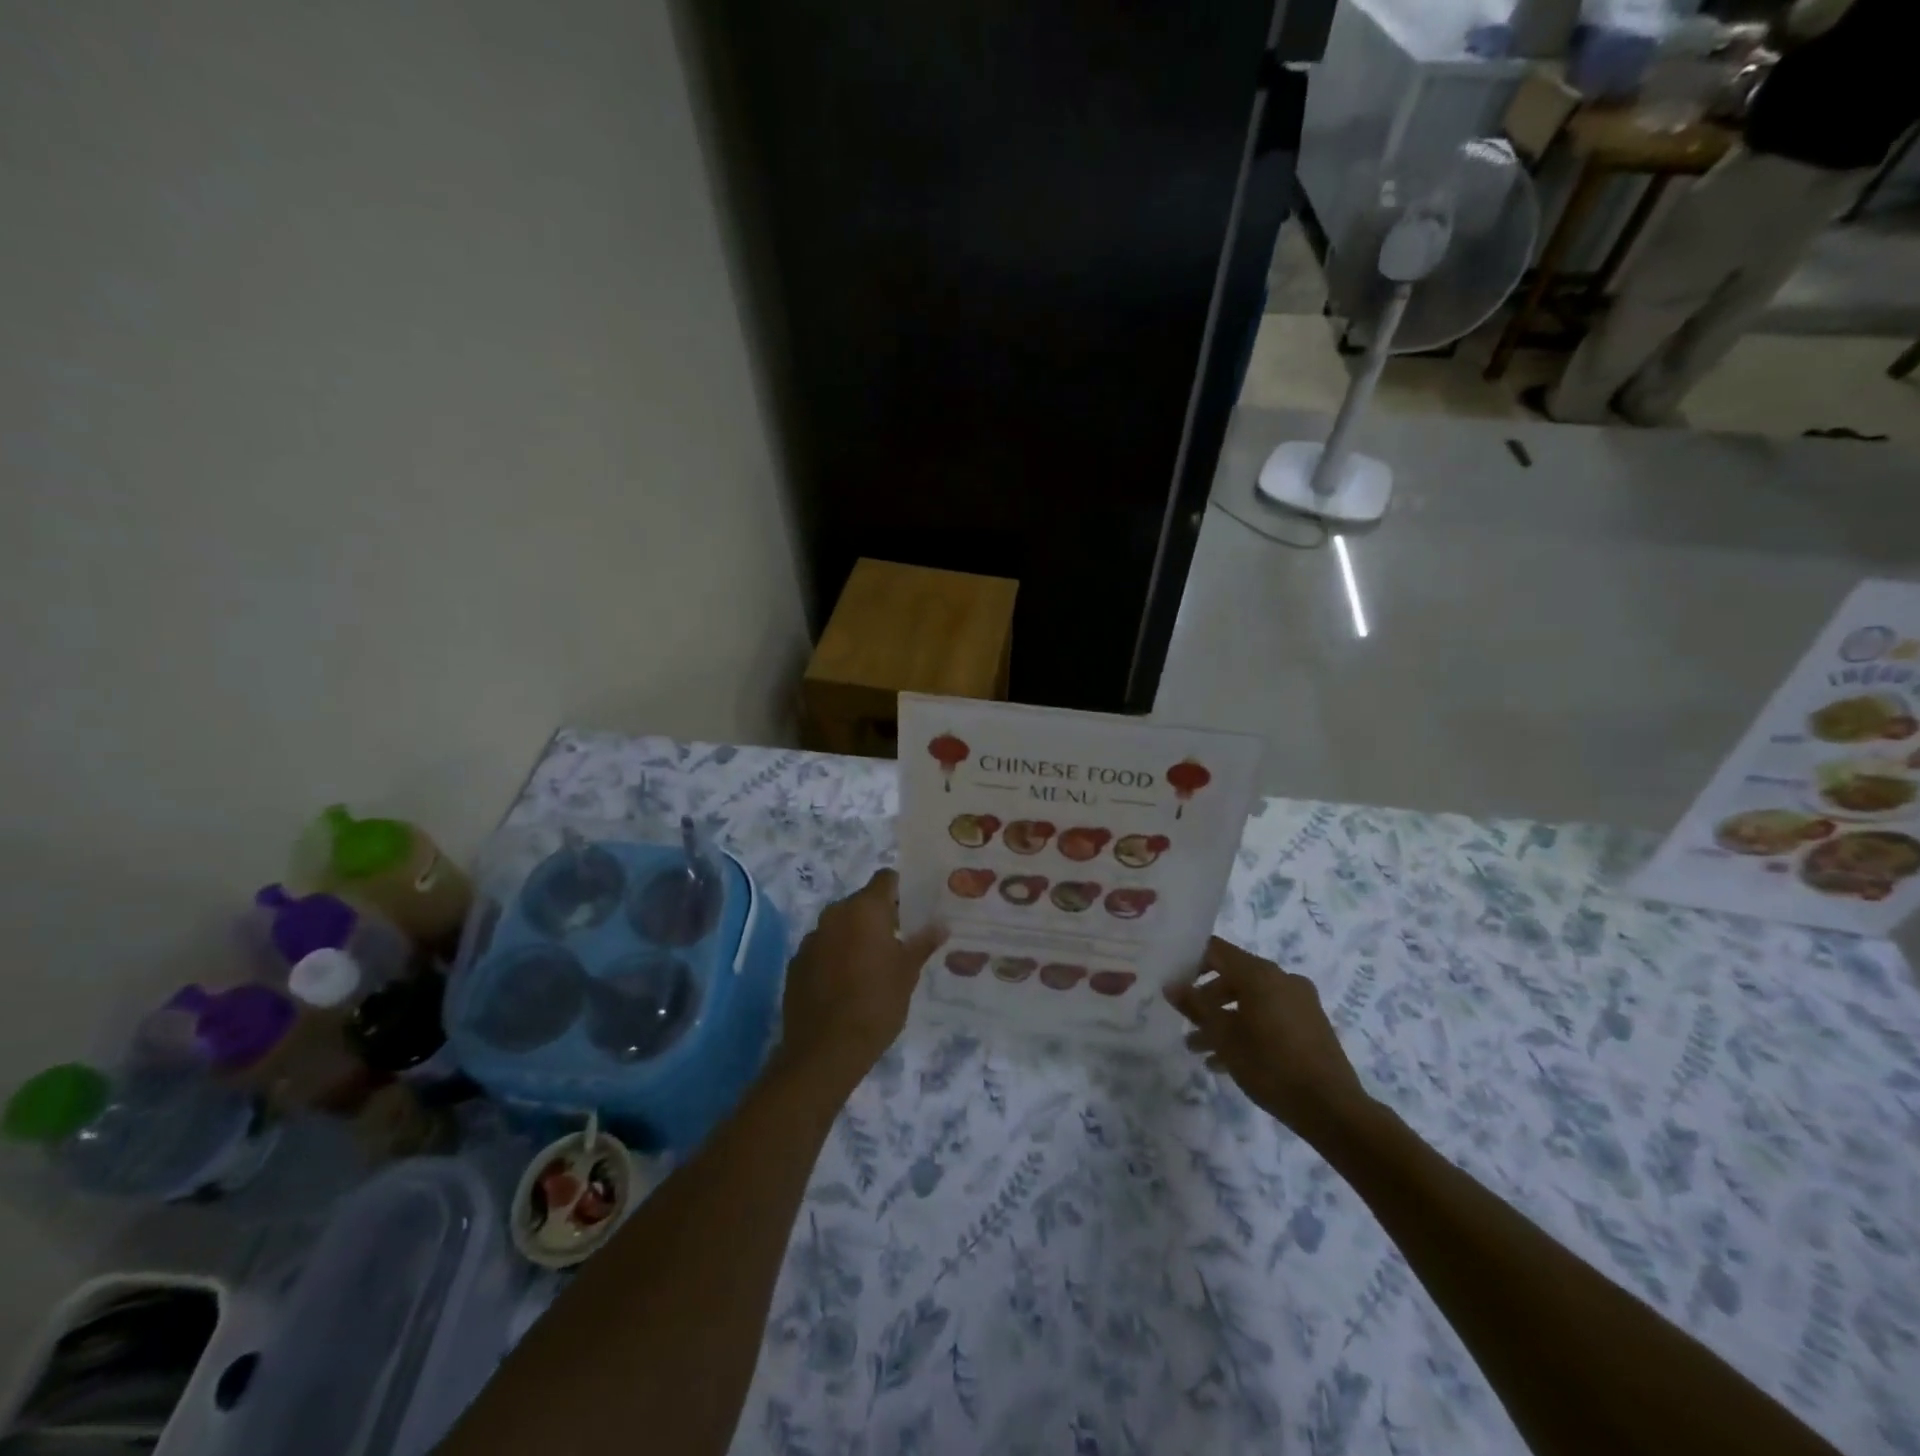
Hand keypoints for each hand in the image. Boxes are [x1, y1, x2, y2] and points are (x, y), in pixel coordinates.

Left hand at [780, 870, 945, 1087]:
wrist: (825, 1050)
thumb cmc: (876, 1004)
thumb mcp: (908, 973)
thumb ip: (922, 942)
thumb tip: (941, 924)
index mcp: (864, 909)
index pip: (885, 879)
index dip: (901, 890)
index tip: (913, 910)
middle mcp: (834, 914)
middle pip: (861, 901)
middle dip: (879, 916)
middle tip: (898, 941)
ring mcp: (811, 938)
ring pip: (840, 925)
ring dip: (855, 935)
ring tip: (872, 965)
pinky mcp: (796, 962)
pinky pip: (822, 948)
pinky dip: (835, 956)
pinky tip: (845, 983)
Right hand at [1166, 937, 1373, 1141]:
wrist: (1332, 1109)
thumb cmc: (1270, 1065)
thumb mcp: (1223, 1036)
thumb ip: (1195, 1006)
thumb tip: (1170, 985)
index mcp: (1260, 973)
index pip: (1216, 950)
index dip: (1190, 961)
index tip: (1172, 981)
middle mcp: (1282, 978)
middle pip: (1232, 977)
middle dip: (1205, 1000)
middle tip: (1185, 1023)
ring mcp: (1300, 1001)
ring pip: (1250, 1001)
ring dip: (1224, 1020)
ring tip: (1200, 1050)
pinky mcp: (1311, 1025)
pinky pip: (1269, 1016)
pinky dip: (1247, 1029)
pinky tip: (1228, 1061)